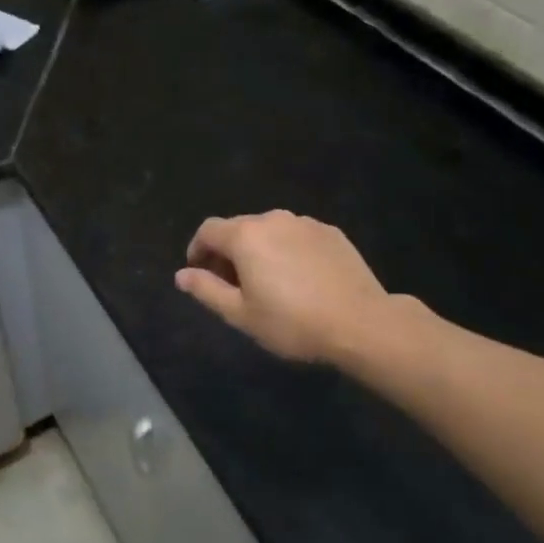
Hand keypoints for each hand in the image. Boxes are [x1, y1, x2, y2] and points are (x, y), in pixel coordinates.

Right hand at [176, 211, 417, 366]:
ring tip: (268, 282)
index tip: (200, 274)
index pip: (207, 230)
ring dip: (259, 249)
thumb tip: (181, 275)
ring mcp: (305, 223)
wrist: (362, 324)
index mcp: (245, 236)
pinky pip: (296, 236)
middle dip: (227, 251)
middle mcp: (272, 219)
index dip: (197, 250)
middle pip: (238, 227)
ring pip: (269, 230)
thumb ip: (206, 290)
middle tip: (232, 284)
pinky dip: (288, 250)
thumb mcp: (241, 314)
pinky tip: (300, 278)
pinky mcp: (331, 232)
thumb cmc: (293, 322)